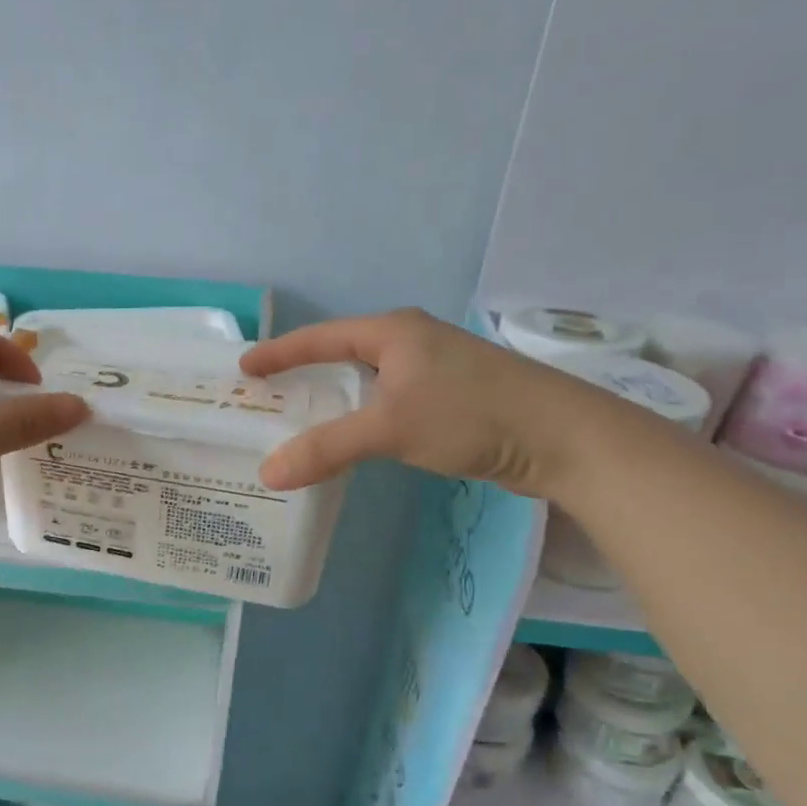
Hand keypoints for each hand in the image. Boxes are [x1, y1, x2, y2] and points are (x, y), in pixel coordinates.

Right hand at [239, 308, 598, 496]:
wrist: (562, 437)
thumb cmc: (470, 415)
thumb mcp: (390, 428)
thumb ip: (327, 448)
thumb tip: (267, 474)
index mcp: (393, 332)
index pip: (320, 337)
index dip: (280, 352)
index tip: (244, 369)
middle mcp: (411, 341)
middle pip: (342, 354)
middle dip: (303, 374)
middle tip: (267, 396)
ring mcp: (434, 368)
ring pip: (367, 379)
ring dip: (334, 397)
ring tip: (299, 418)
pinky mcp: (451, 397)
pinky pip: (388, 399)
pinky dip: (361, 415)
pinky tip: (352, 436)